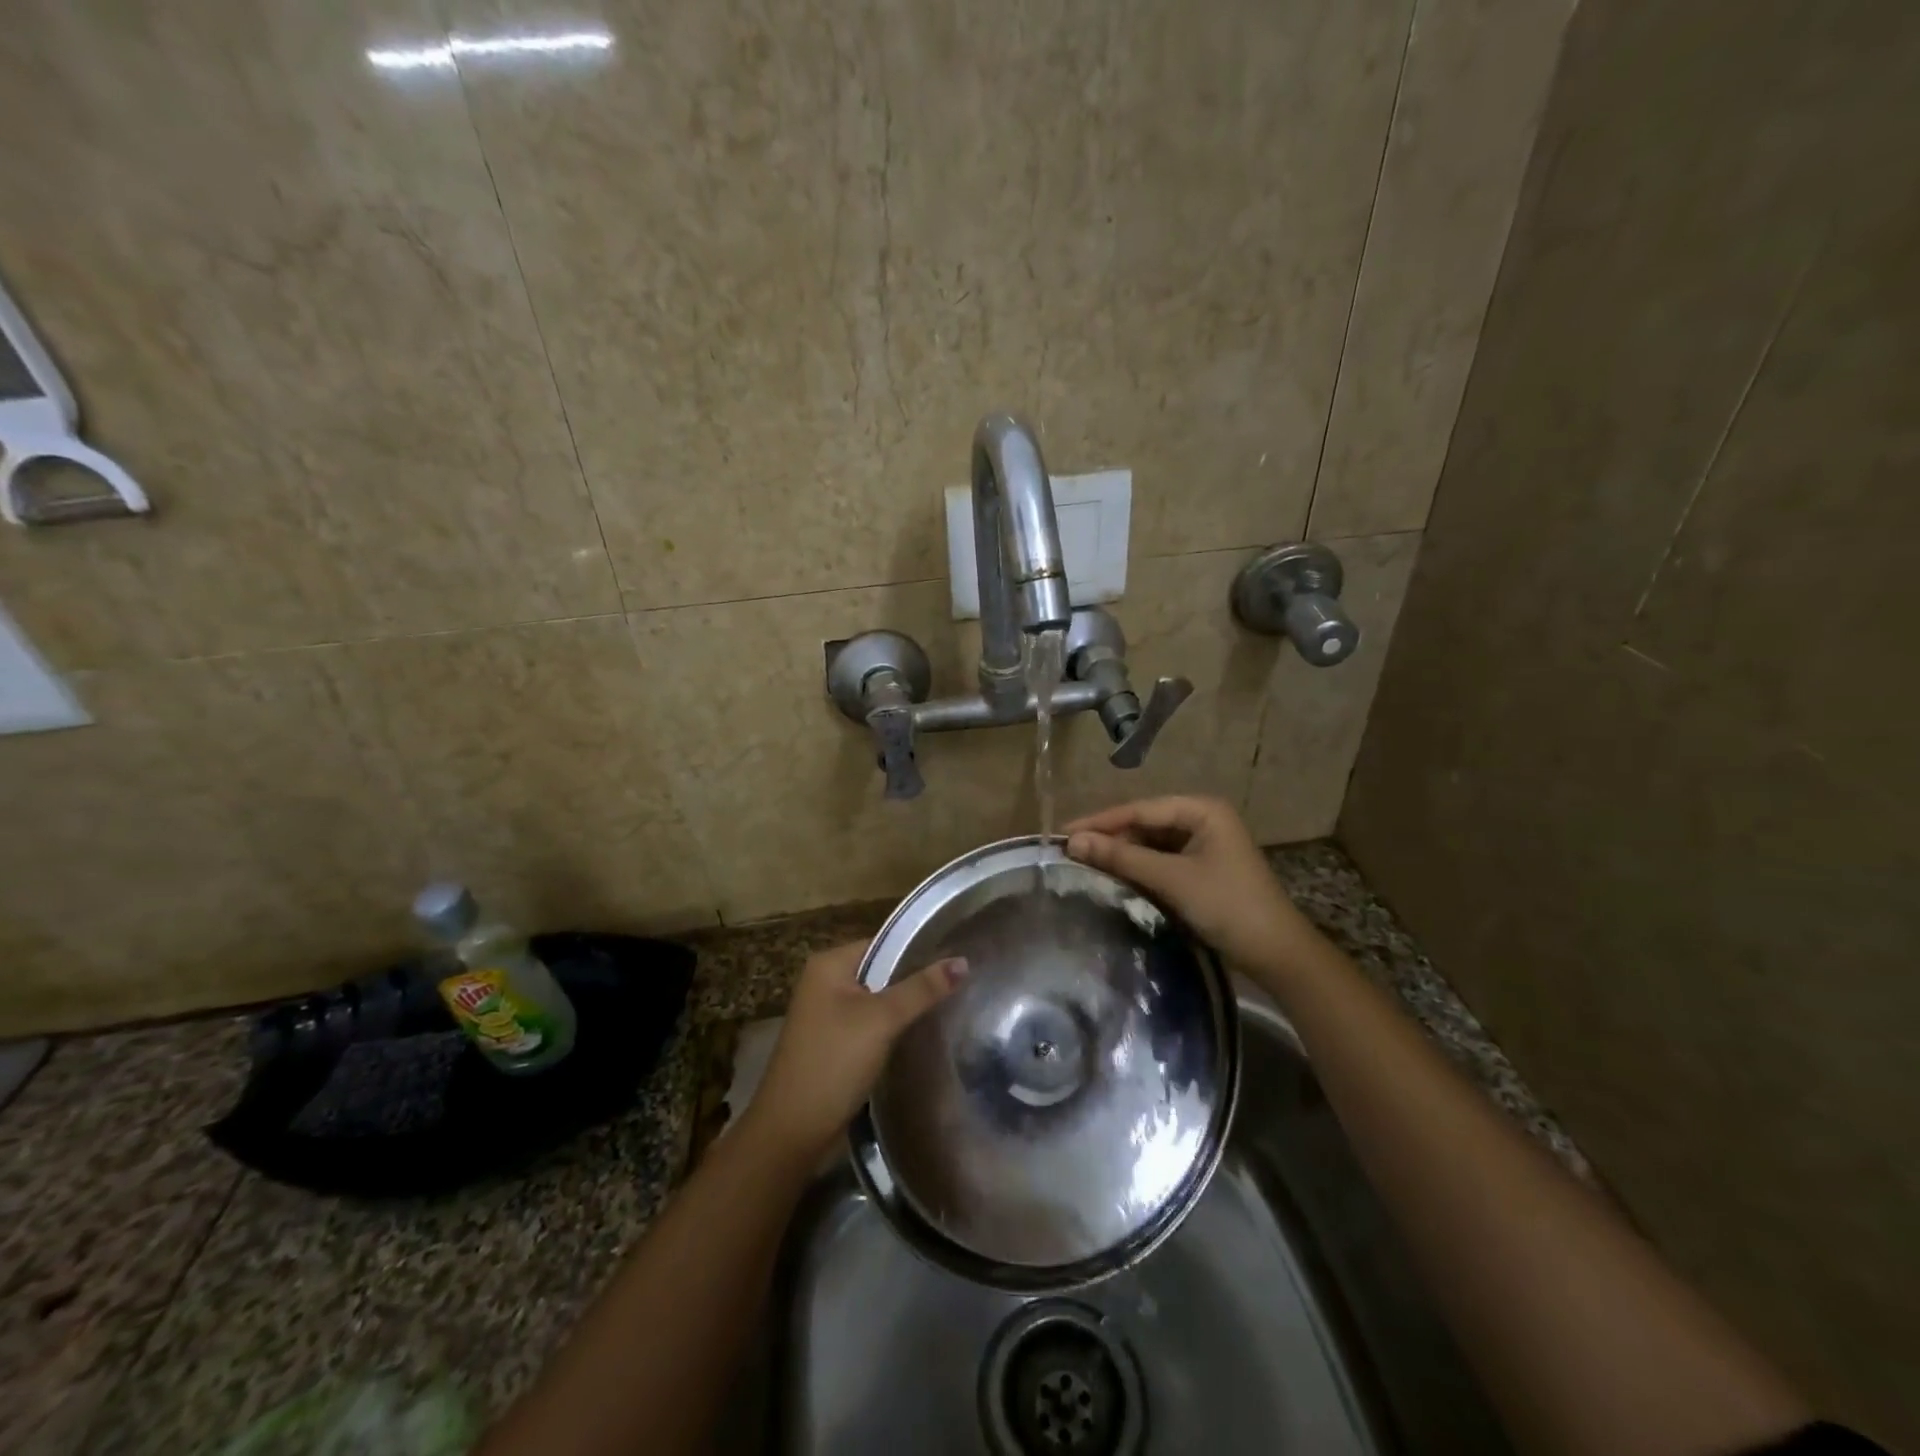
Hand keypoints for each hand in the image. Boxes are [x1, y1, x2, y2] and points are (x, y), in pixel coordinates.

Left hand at [744, 940, 964, 1160]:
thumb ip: (922, 989)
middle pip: (882, 971)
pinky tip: (921, 1034)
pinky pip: (870, 1024)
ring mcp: (827, 1014)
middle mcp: (824, 982)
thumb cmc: (833, 1063)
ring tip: (950, 1006)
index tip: (957, 959)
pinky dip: (892, 1027)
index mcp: (829, 964)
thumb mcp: (881, 1020)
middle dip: (915, 980)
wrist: (791, 1132)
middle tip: (960, 984)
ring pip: (878, 1000)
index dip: (919, 950)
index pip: (884, 944)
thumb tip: (963, 961)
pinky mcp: (834, 1043)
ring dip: (905, 1006)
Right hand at [1065, 796, 1318, 974]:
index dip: (1099, 822)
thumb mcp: (1172, 879)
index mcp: (1202, 809)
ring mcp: (1204, 845)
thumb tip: (1073, 842)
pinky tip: (1113, 876)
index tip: (1062, 833)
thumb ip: (1122, 858)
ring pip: (1151, 843)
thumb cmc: (1228, 906)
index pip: (1140, 809)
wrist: (1277, 954)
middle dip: (1109, 837)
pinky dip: (1138, 868)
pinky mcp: (1201, 869)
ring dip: (1121, 854)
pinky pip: (1161, 860)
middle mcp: (1203, 819)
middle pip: (1144, 823)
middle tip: (1068, 851)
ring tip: (1083, 863)